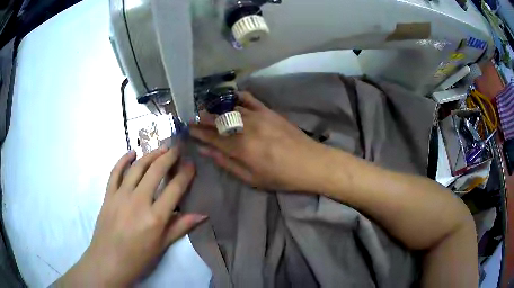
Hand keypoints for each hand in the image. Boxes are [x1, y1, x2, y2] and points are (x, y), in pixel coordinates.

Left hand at [56, 146, 205, 286]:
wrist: (109, 261)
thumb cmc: (138, 257)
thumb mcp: (162, 245)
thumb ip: (181, 227)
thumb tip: (203, 215)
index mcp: (155, 217)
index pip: (175, 188)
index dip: (185, 173)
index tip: (191, 163)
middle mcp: (139, 201)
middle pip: (156, 171)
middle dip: (169, 156)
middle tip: (177, 147)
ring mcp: (121, 195)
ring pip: (137, 167)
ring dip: (150, 154)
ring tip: (160, 148)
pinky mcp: (108, 194)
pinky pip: (115, 172)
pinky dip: (123, 159)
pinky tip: (131, 152)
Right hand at [190, 92, 324, 190]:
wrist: (310, 162)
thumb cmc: (281, 176)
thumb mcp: (251, 178)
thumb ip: (226, 163)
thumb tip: (205, 151)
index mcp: (239, 148)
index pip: (211, 137)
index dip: (198, 132)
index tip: (188, 128)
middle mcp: (245, 128)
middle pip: (217, 120)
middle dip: (202, 118)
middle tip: (192, 117)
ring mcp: (257, 116)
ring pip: (230, 108)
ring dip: (215, 108)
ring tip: (205, 108)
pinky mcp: (268, 111)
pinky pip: (249, 99)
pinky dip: (237, 97)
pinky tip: (230, 98)